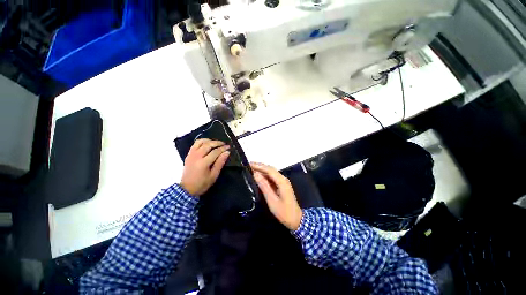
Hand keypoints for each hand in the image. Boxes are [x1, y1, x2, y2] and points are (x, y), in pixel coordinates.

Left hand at [180, 139, 229, 195]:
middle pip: (208, 145)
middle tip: (224, 144)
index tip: (228, 147)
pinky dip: (201, 142)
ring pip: (200, 142)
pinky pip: (195, 144)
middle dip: (217, 143)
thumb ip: (220, 163)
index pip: (215, 152)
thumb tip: (226, 153)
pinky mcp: (188, 154)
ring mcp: (191, 154)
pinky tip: (206, 144)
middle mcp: (197, 156)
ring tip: (215, 143)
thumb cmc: (202, 184)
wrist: (187, 188)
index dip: (222, 149)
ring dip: (209, 140)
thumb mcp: (213, 176)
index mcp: (203, 163)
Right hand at [250, 162, 302, 230]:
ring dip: (262, 171)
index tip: (248, 164)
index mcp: (282, 182)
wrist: (295, 219)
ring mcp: (284, 183)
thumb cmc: (283, 212)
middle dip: (259, 167)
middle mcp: (284, 180)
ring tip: (250, 170)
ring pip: (272, 174)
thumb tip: (255, 174)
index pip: (269, 170)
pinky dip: (265, 177)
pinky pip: (273, 179)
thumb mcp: (272, 200)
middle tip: (247, 166)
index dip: (259, 166)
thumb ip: (264, 186)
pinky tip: (258, 178)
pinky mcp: (282, 187)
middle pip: (271, 170)